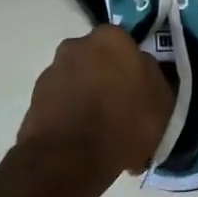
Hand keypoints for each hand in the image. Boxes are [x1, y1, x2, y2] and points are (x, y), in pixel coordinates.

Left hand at [17, 25, 173, 174]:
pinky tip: (85, 141)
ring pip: (79, 82)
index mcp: (110, 38)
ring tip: (103, 133)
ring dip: (89, 98)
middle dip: (109, 79)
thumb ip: (153, 75)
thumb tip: (142, 68)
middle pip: (99, 61)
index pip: (126, 44)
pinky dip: (72, 116)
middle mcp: (76, 45)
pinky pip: (62, 103)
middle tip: (122, 110)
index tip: (141, 89)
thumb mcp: (162, 101)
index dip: (134, 67)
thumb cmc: (125, 122)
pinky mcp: (35, 98)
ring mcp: (52, 71)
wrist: (70, 157)